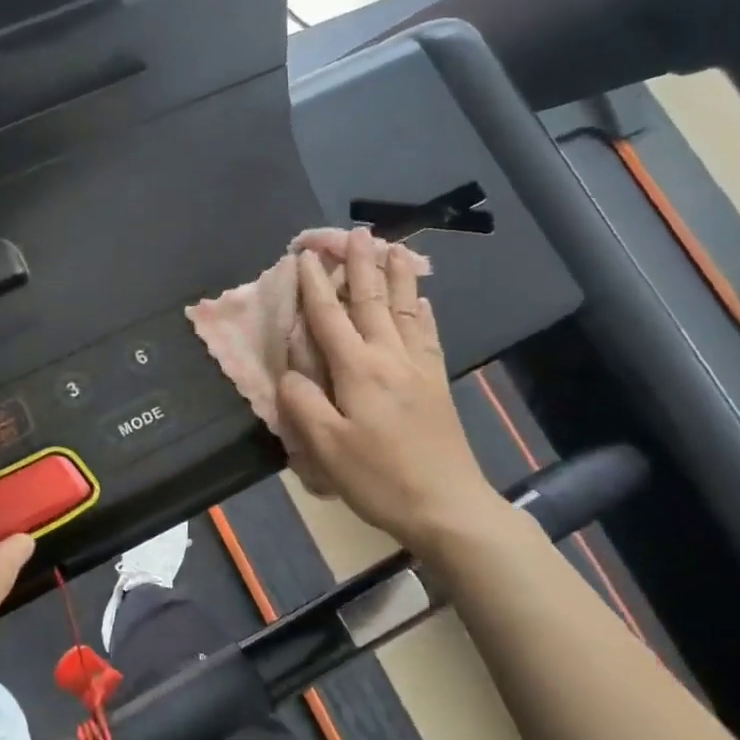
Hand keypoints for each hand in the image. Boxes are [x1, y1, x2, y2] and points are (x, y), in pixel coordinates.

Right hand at [277, 227, 507, 554]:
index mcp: (359, 370)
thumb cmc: (380, 479)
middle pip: (373, 301)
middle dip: (361, 264)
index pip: (330, 317)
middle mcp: (391, 358)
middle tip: (357, 232)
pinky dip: (424, 311)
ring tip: (396, 247)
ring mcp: (420, 368)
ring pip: (407, 309)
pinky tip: (424, 301)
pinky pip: (430, 335)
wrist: (448, 507)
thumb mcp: (326, 448)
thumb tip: (291, 375)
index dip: (314, 284)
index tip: (304, 254)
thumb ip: (302, 404)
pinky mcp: (437, 384)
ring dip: (398, 276)